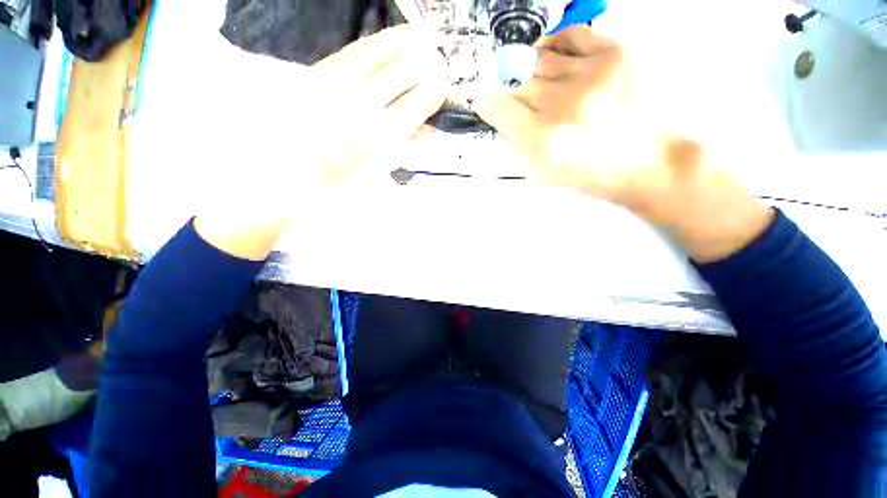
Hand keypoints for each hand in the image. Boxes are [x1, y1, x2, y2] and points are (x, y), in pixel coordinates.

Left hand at [195, 25, 448, 259]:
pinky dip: (377, 43)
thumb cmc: (342, 181)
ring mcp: (339, 83)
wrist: (291, 174)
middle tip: (438, 59)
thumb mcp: (380, 170)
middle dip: (426, 63)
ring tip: (422, 35)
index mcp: (381, 137)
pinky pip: (355, 50)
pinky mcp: (320, 73)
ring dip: (405, 41)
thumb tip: (431, 131)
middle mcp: (362, 104)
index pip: (417, 104)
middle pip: (403, 72)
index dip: (434, 92)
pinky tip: (388, 39)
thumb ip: (407, 147)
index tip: (443, 86)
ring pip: (379, 52)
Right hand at [474, 26, 772, 261]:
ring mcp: (588, 74)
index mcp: (542, 139)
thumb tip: (502, 116)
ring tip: (534, 81)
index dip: (485, 101)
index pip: (498, 107)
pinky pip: (570, 35)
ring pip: (538, 58)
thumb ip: (517, 144)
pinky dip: (553, 43)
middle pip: (516, 81)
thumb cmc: (591, 176)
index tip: (484, 100)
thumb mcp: (544, 173)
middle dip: (507, 88)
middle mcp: (560, 103)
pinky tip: (551, 56)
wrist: (649, 163)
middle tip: (511, 94)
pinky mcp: (613, 54)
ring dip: (529, 69)